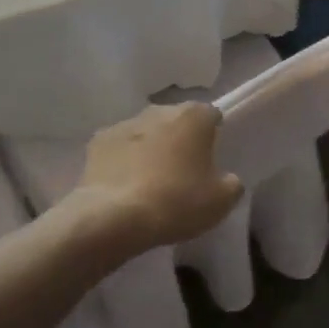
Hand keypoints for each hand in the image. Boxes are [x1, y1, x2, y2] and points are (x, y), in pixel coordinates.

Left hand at [74, 103, 242, 251]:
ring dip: (151, 147)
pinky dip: (123, 160)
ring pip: (146, 132)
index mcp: (194, 116)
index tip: (211, 157)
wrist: (114, 217)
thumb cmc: (177, 202)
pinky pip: (119, 148)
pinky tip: (125, 185)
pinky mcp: (97, 142)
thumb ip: (231, 183)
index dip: (213, 134)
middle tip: (183, 171)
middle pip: (176, 120)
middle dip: (181, 139)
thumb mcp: (221, 201)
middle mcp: (159, 110)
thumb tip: (227, 179)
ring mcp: (125, 123)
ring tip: (151, 181)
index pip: (211, 115)